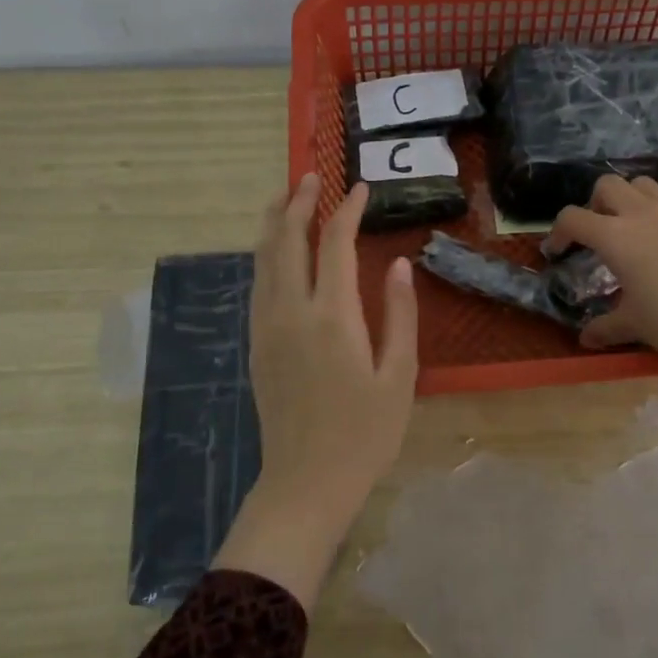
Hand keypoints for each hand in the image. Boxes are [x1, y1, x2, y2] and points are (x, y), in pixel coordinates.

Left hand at [213, 174, 417, 606]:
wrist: (306, 482)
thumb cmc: (364, 434)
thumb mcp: (398, 376)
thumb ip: (400, 315)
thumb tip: (399, 264)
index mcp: (332, 316)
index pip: (335, 244)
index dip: (346, 210)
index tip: (360, 188)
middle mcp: (292, 311)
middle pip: (286, 240)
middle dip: (298, 202)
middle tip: (311, 176)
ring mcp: (267, 327)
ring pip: (263, 258)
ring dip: (273, 222)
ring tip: (285, 197)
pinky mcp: (256, 344)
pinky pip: (258, 283)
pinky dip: (265, 254)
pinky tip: (274, 250)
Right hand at [546, 175, 657, 424]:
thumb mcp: (636, 326)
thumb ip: (606, 328)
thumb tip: (585, 339)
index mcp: (617, 237)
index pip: (573, 218)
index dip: (558, 232)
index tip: (558, 251)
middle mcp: (644, 215)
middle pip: (607, 185)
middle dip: (594, 203)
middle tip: (598, 232)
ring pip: (644, 185)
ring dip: (629, 200)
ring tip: (633, 230)